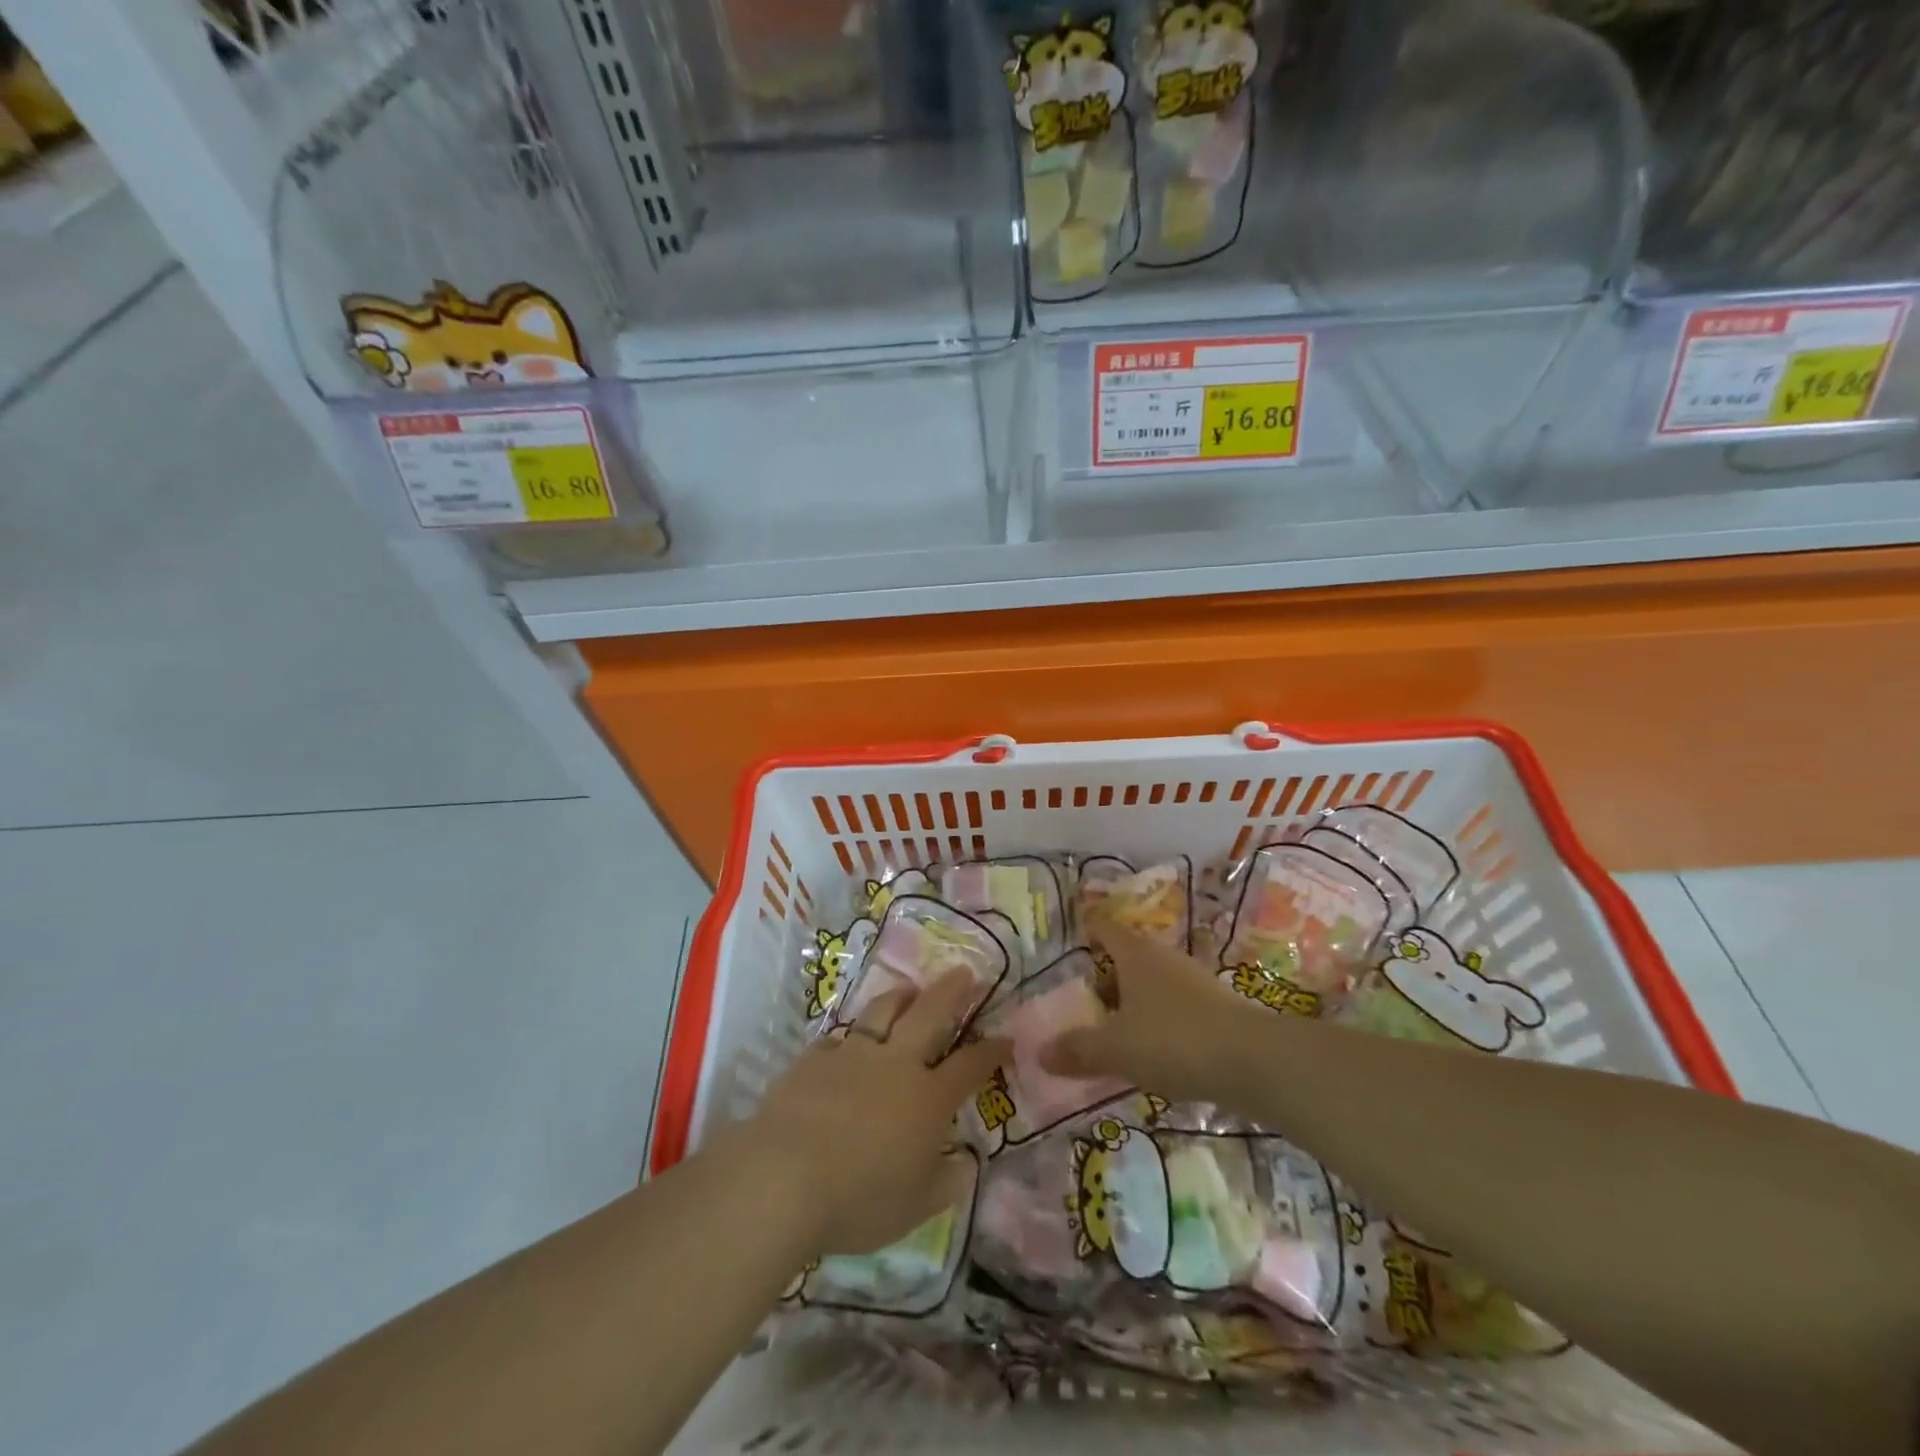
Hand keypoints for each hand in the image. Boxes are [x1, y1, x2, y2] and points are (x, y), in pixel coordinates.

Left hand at [744, 971, 1008, 1258]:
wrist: (784, 1178)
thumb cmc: (859, 1200)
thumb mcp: (915, 1208)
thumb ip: (946, 1184)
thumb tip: (967, 1164)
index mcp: (928, 1099)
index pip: (969, 1066)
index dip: (990, 1050)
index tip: (1005, 1037)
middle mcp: (896, 1065)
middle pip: (930, 1015)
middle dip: (951, 991)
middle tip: (964, 972)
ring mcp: (853, 1054)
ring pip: (883, 1011)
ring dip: (902, 996)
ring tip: (910, 989)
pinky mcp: (815, 1058)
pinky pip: (838, 1038)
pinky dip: (849, 1037)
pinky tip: (847, 1040)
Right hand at [1041, 921, 1248, 1103]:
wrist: (1255, 1062)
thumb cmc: (1175, 1040)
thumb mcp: (1117, 1049)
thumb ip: (1078, 1050)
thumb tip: (1039, 1052)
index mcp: (1135, 954)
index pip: (1104, 927)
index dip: (1086, 929)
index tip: (1071, 939)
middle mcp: (1163, 958)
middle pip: (1126, 958)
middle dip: (1104, 979)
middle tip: (1082, 1006)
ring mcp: (1193, 981)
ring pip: (1150, 984)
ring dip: (1131, 1004)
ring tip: (1113, 1035)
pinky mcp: (1215, 1008)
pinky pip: (1172, 1007)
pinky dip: (1156, 1022)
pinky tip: (1151, 1053)